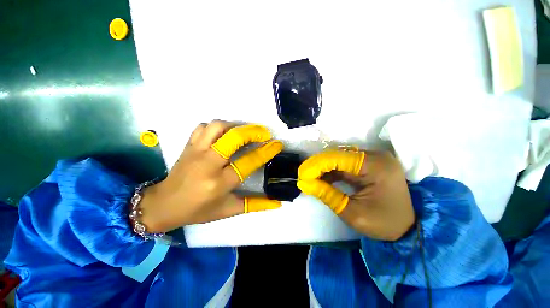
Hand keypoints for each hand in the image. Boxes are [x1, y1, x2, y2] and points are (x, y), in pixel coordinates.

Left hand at [139, 121, 283, 232]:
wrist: (164, 204)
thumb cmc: (198, 210)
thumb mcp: (228, 210)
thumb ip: (255, 204)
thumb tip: (278, 203)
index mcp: (219, 183)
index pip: (248, 162)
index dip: (265, 152)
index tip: (277, 144)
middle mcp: (208, 164)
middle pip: (233, 138)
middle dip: (252, 132)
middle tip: (264, 133)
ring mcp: (196, 151)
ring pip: (217, 127)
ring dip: (235, 126)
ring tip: (245, 132)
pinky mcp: (188, 145)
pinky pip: (204, 127)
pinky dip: (217, 127)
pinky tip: (225, 134)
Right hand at [297, 149, 414, 240]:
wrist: (409, 227)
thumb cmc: (384, 223)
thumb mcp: (353, 213)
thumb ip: (327, 195)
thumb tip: (304, 183)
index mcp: (376, 166)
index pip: (338, 158)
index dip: (317, 165)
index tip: (302, 175)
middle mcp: (376, 156)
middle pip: (338, 155)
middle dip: (318, 165)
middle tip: (304, 176)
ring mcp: (373, 158)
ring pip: (340, 158)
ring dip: (324, 168)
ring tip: (310, 178)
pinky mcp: (370, 163)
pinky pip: (345, 163)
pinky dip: (332, 170)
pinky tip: (323, 178)